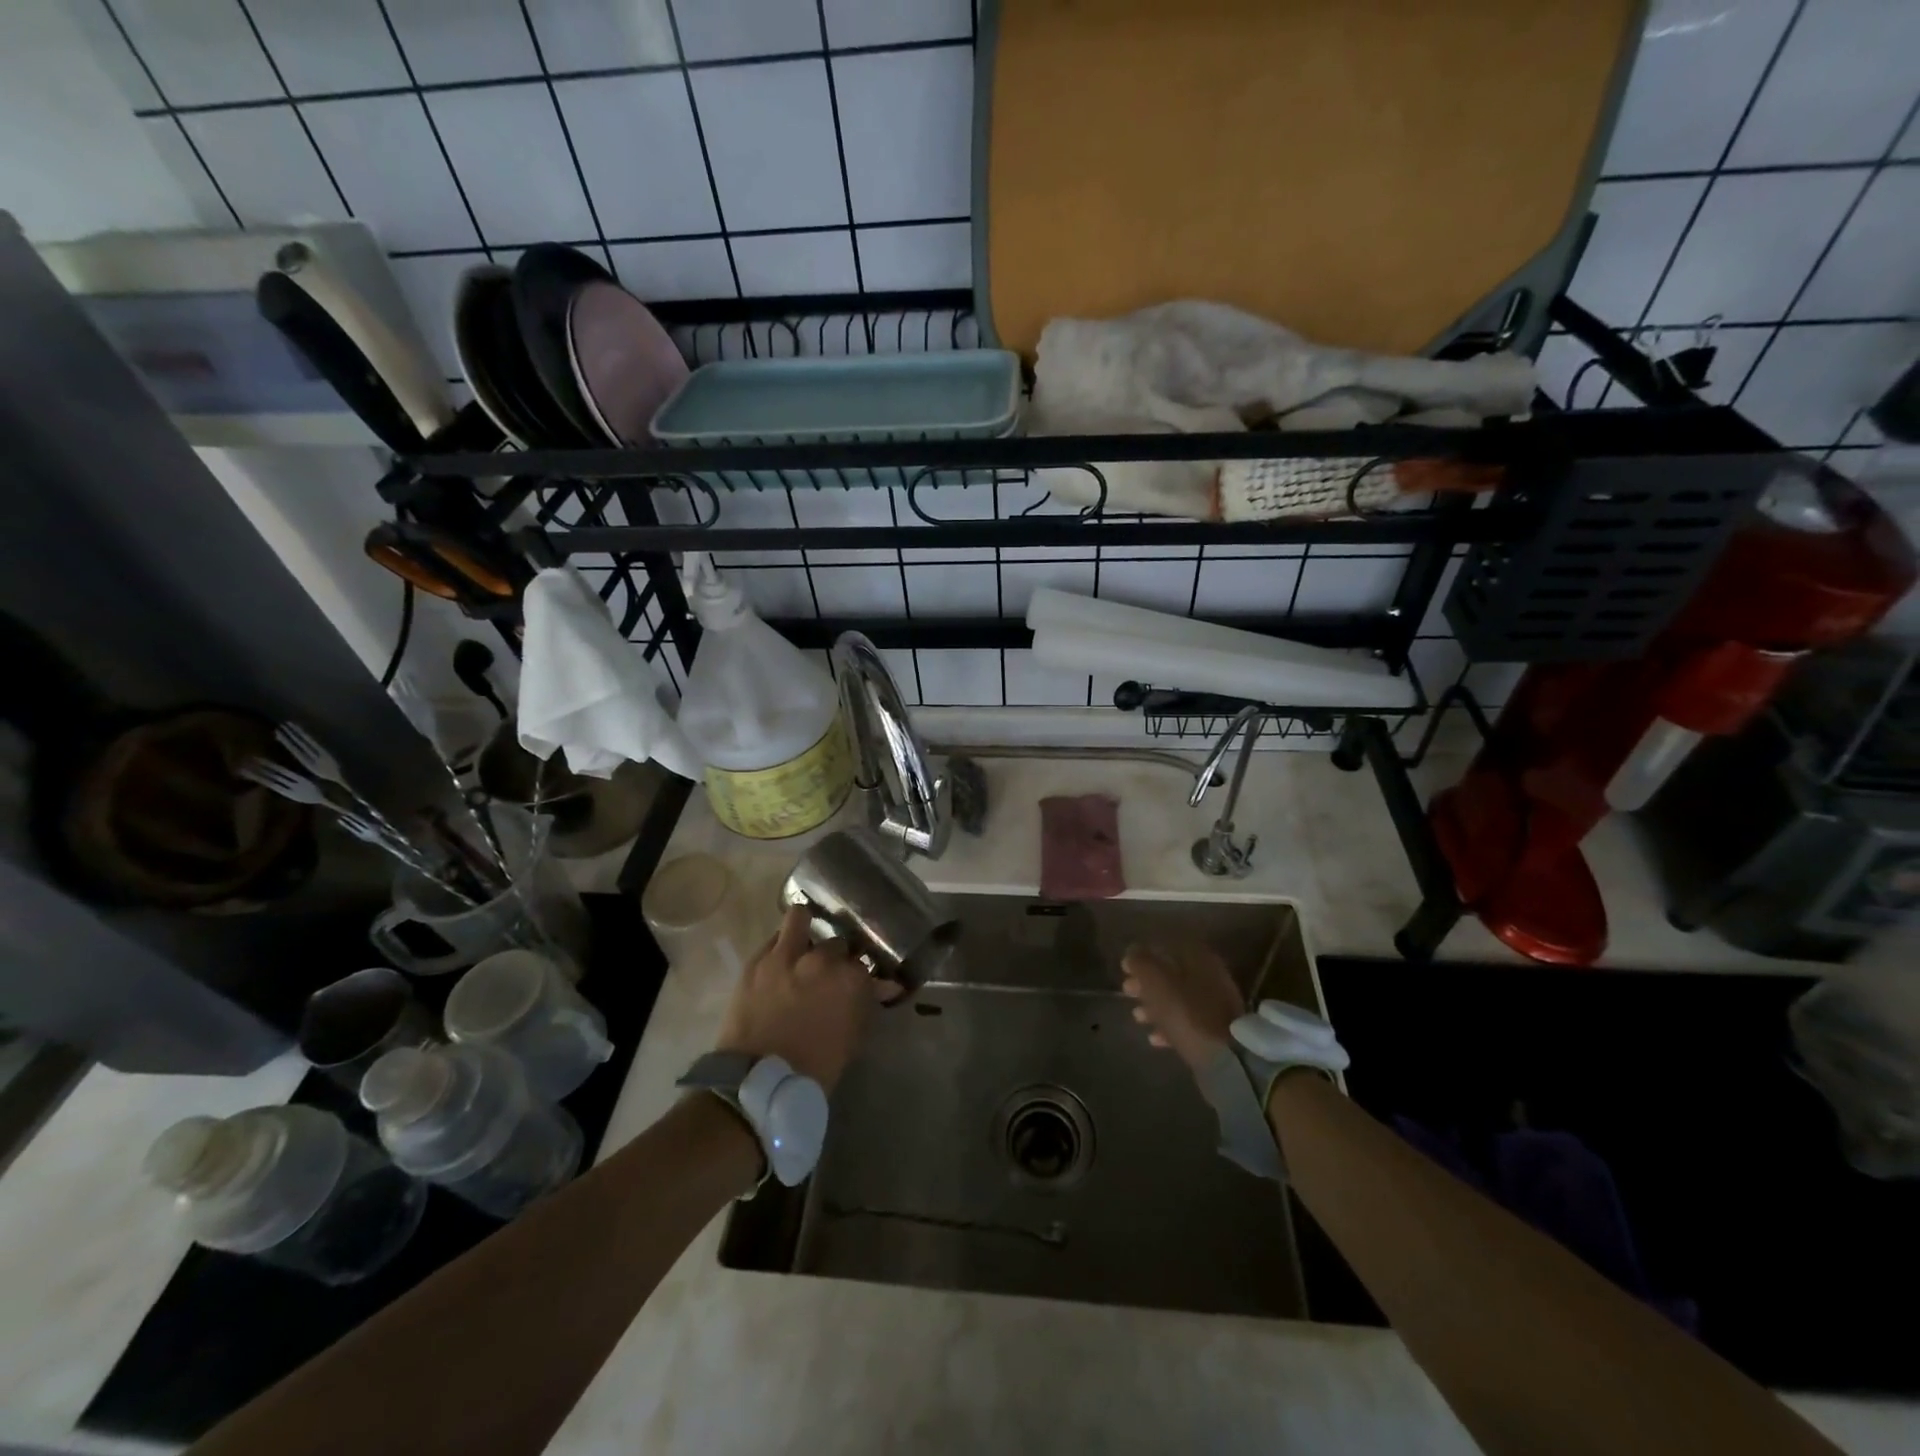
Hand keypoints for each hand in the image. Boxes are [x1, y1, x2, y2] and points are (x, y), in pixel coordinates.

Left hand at [714, 905, 882, 1091]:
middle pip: (837, 942)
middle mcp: (822, 958)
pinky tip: (781, 958)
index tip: (860, 983)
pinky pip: (773, 938)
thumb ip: (866, 1005)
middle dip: (837, 956)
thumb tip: (883, 987)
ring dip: (805, 926)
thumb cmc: (815, 1068)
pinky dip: (780, 945)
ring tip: (803, 941)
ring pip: (800, 916)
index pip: (866, 964)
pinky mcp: (757, 961)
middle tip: (830, 972)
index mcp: (851, 978)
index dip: (863, 975)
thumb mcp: (852, 1038)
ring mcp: (786, 955)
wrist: (758, 1081)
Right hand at [1121, 942, 1245, 1074]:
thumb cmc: (1187, 1012)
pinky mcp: (1216, 1031)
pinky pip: (1187, 1022)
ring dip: (1155, 1005)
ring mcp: (1216, 1004)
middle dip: (1147, 982)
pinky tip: (1153, 1037)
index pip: (1167, 946)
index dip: (1145, 955)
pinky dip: (1169, 1026)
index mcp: (1199, 957)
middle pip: (1172, 973)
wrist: (1225, 1057)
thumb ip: (1140, 962)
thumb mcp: (1156, 982)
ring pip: (1178, 998)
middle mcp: (1211, 976)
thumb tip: (1131, 953)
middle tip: (1127, 990)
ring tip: (1137, 1016)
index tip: (1126, 967)